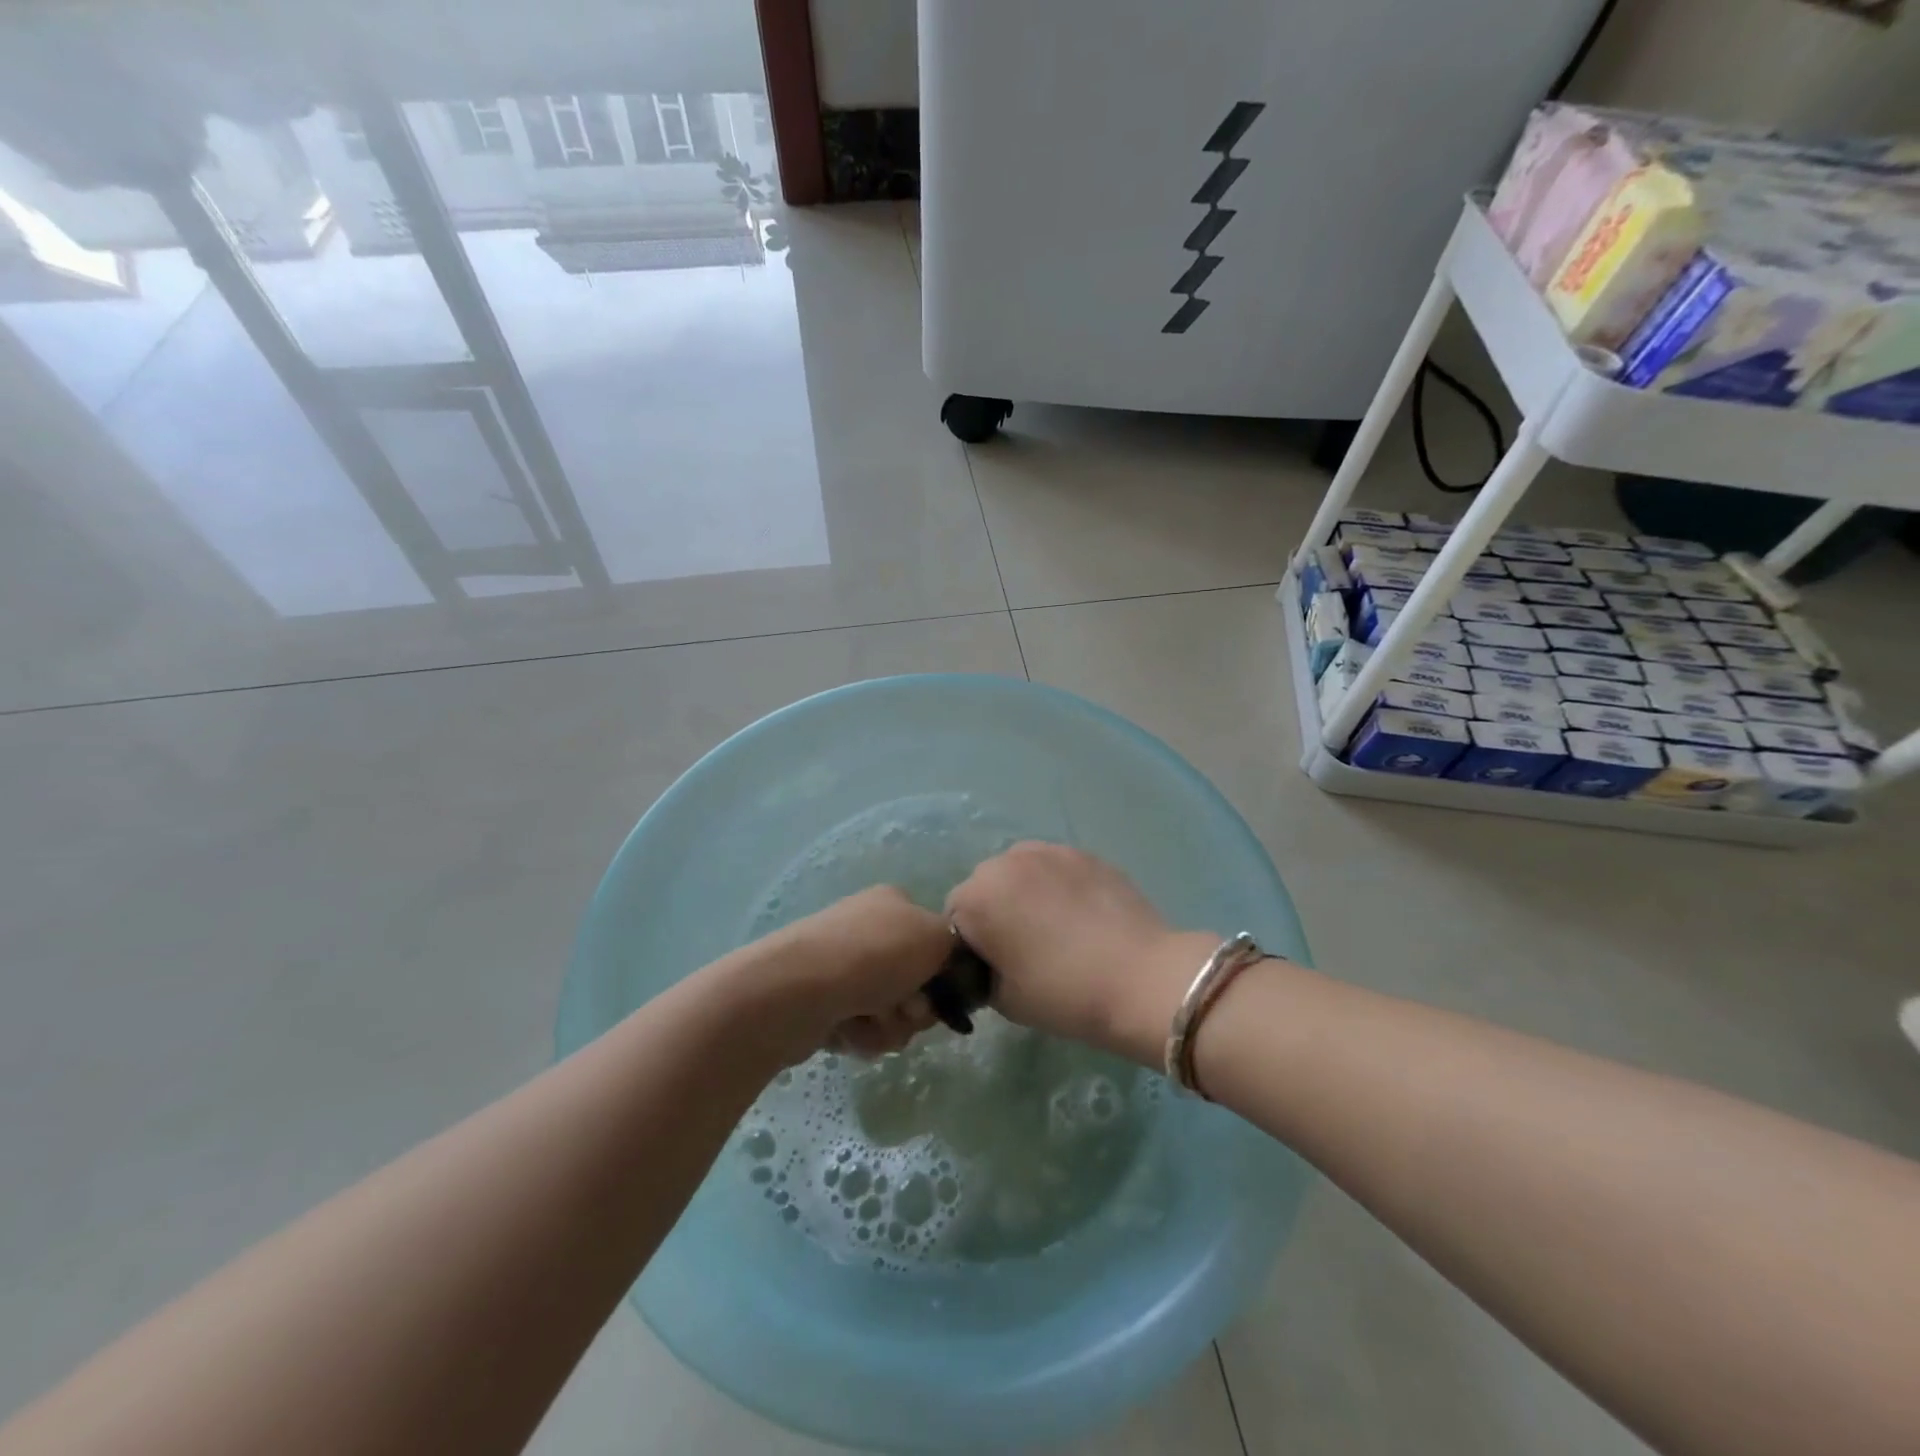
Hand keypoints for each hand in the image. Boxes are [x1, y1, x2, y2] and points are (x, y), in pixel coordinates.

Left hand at [754, 886, 952, 1061]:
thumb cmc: (874, 956)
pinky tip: (846, 1031)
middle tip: (904, 1010)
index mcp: (893, 904)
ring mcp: (840, 965)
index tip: (940, 992)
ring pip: (889, 1011)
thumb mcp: (936, 937)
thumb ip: (956, 947)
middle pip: (914, 982)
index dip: (943, 973)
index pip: (934, 941)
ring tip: (869, 1023)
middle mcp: (866, 929)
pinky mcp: (820, 1001)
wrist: (796, 990)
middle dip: (914, 1007)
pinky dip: (860, 1036)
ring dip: (889, 1026)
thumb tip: (948, 964)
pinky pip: (859, 1028)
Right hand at [946, 843, 1217, 1065]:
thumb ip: (980, 972)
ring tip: (1056, 929)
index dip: (971, 947)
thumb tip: (989, 961)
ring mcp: (1048, 851)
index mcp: (976, 897)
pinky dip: (1057, 887)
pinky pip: (1054, 868)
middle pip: (985, 887)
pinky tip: (1082, 917)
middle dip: (996, 913)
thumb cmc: (1063, 993)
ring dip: (1025, 894)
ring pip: (1020, 873)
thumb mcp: (1003, 999)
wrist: (1140, 978)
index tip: (995, 970)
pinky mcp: (1084, 853)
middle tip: (1025, 950)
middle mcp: (1005, 861)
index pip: (954, 919)